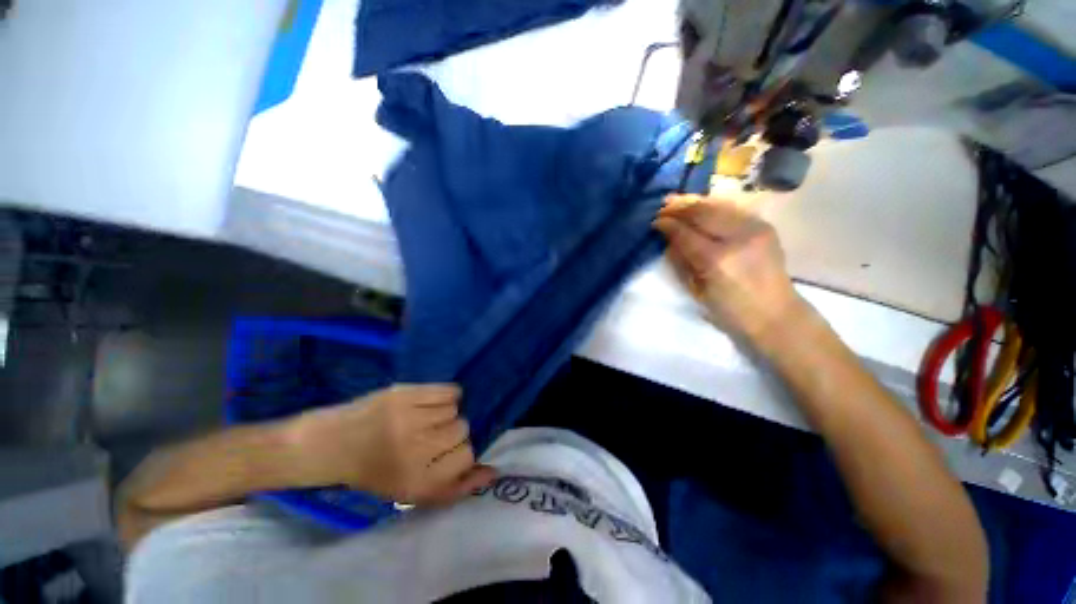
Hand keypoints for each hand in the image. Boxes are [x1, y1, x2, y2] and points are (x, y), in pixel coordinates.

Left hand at [287, 384, 494, 505]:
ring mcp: (409, 419)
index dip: (460, 451)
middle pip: (463, 428)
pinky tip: (429, 402)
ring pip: (455, 408)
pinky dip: (446, 395)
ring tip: (424, 418)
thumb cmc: (377, 472)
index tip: (444, 452)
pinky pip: (448, 390)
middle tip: (429, 434)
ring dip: (445, 413)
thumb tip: (493, 472)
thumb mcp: (414, 492)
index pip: (468, 455)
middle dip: (451, 431)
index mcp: (418, 482)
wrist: (333, 444)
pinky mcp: (404, 394)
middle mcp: (416, 450)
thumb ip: (457, 487)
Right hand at [654, 195, 806, 346]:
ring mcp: (755, 228)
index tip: (654, 222)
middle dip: (679, 207)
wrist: (775, 315)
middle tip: (663, 206)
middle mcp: (738, 238)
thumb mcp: (696, 290)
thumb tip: (668, 239)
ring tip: (678, 201)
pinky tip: (702, 205)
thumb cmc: (729, 310)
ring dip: (695, 202)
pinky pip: (733, 208)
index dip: (667, 225)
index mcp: (717, 260)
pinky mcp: (764, 226)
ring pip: (719, 205)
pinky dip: (713, 205)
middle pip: (703, 212)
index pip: (685, 233)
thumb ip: (681, 261)